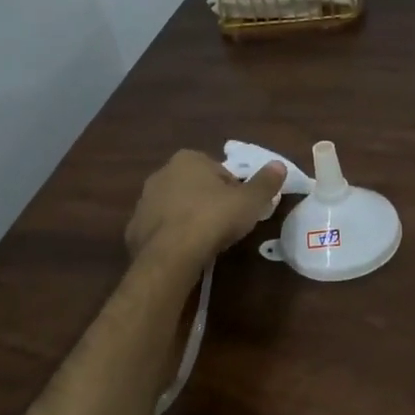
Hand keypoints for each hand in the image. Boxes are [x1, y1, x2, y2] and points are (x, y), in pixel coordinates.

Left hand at [125, 150, 286, 271]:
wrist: (170, 254)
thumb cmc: (213, 219)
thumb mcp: (249, 201)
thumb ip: (266, 182)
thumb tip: (279, 165)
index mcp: (188, 159)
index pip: (219, 172)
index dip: (234, 192)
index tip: (240, 211)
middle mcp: (162, 173)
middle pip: (196, 188)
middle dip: (210, 203)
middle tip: (225, 227)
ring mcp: (144, 201)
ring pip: (176, 208)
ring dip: (190, 219)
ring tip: (206, 242)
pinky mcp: (134, 228)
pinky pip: (161, 229)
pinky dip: (172, 237)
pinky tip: (184, 252)